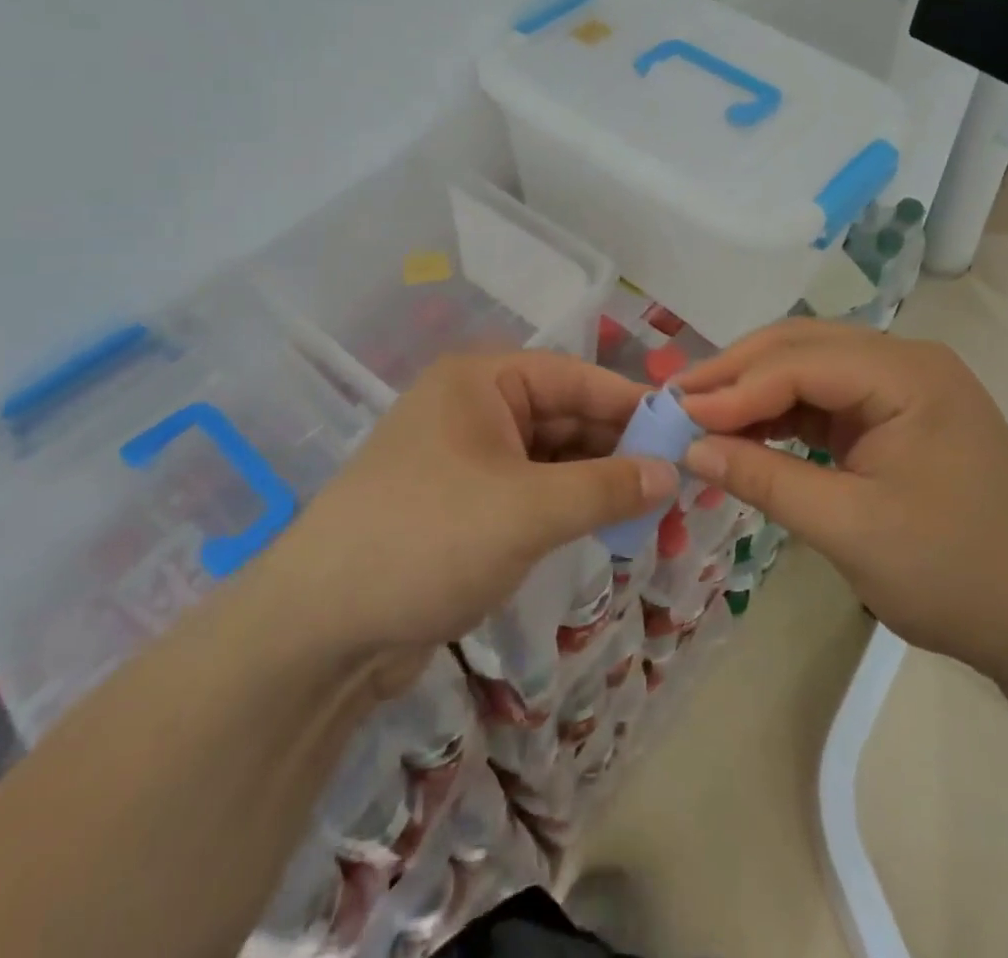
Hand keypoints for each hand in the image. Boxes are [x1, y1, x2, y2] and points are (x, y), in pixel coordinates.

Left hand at [271, 351, 676, 670]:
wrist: (320, 629)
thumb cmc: (428, 539)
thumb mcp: (527, 510)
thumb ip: (605, 487)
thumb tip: (671, 473)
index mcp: (483, 381)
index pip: (576, 378)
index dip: (633, 404)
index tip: (687, 432)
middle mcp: (476, 409)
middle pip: (567, 417)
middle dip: (621, 452)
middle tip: (681, 486)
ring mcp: (469, 459)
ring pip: (553, 460)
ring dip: (600, 485)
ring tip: (658, 515)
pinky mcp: (466, 507)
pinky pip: (533, 493)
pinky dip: (569, 508)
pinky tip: (608, 529)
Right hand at [677, 321, 1007, 681]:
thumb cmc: (955, 575)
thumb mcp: (851, 530)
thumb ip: (766, 480)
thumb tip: (692, 448)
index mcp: (909, 375)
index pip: (802, 362)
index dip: (736, 387)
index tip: (677, 414)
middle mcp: (907, 362)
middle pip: (803, 347)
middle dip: (738, 372)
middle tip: (678, 400)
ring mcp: (904, 386)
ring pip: (810, 366)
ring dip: (756, 389)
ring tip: (702, 414)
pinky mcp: (896, 414)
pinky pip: (826, 397)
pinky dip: (783, 412)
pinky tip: (748, 431)